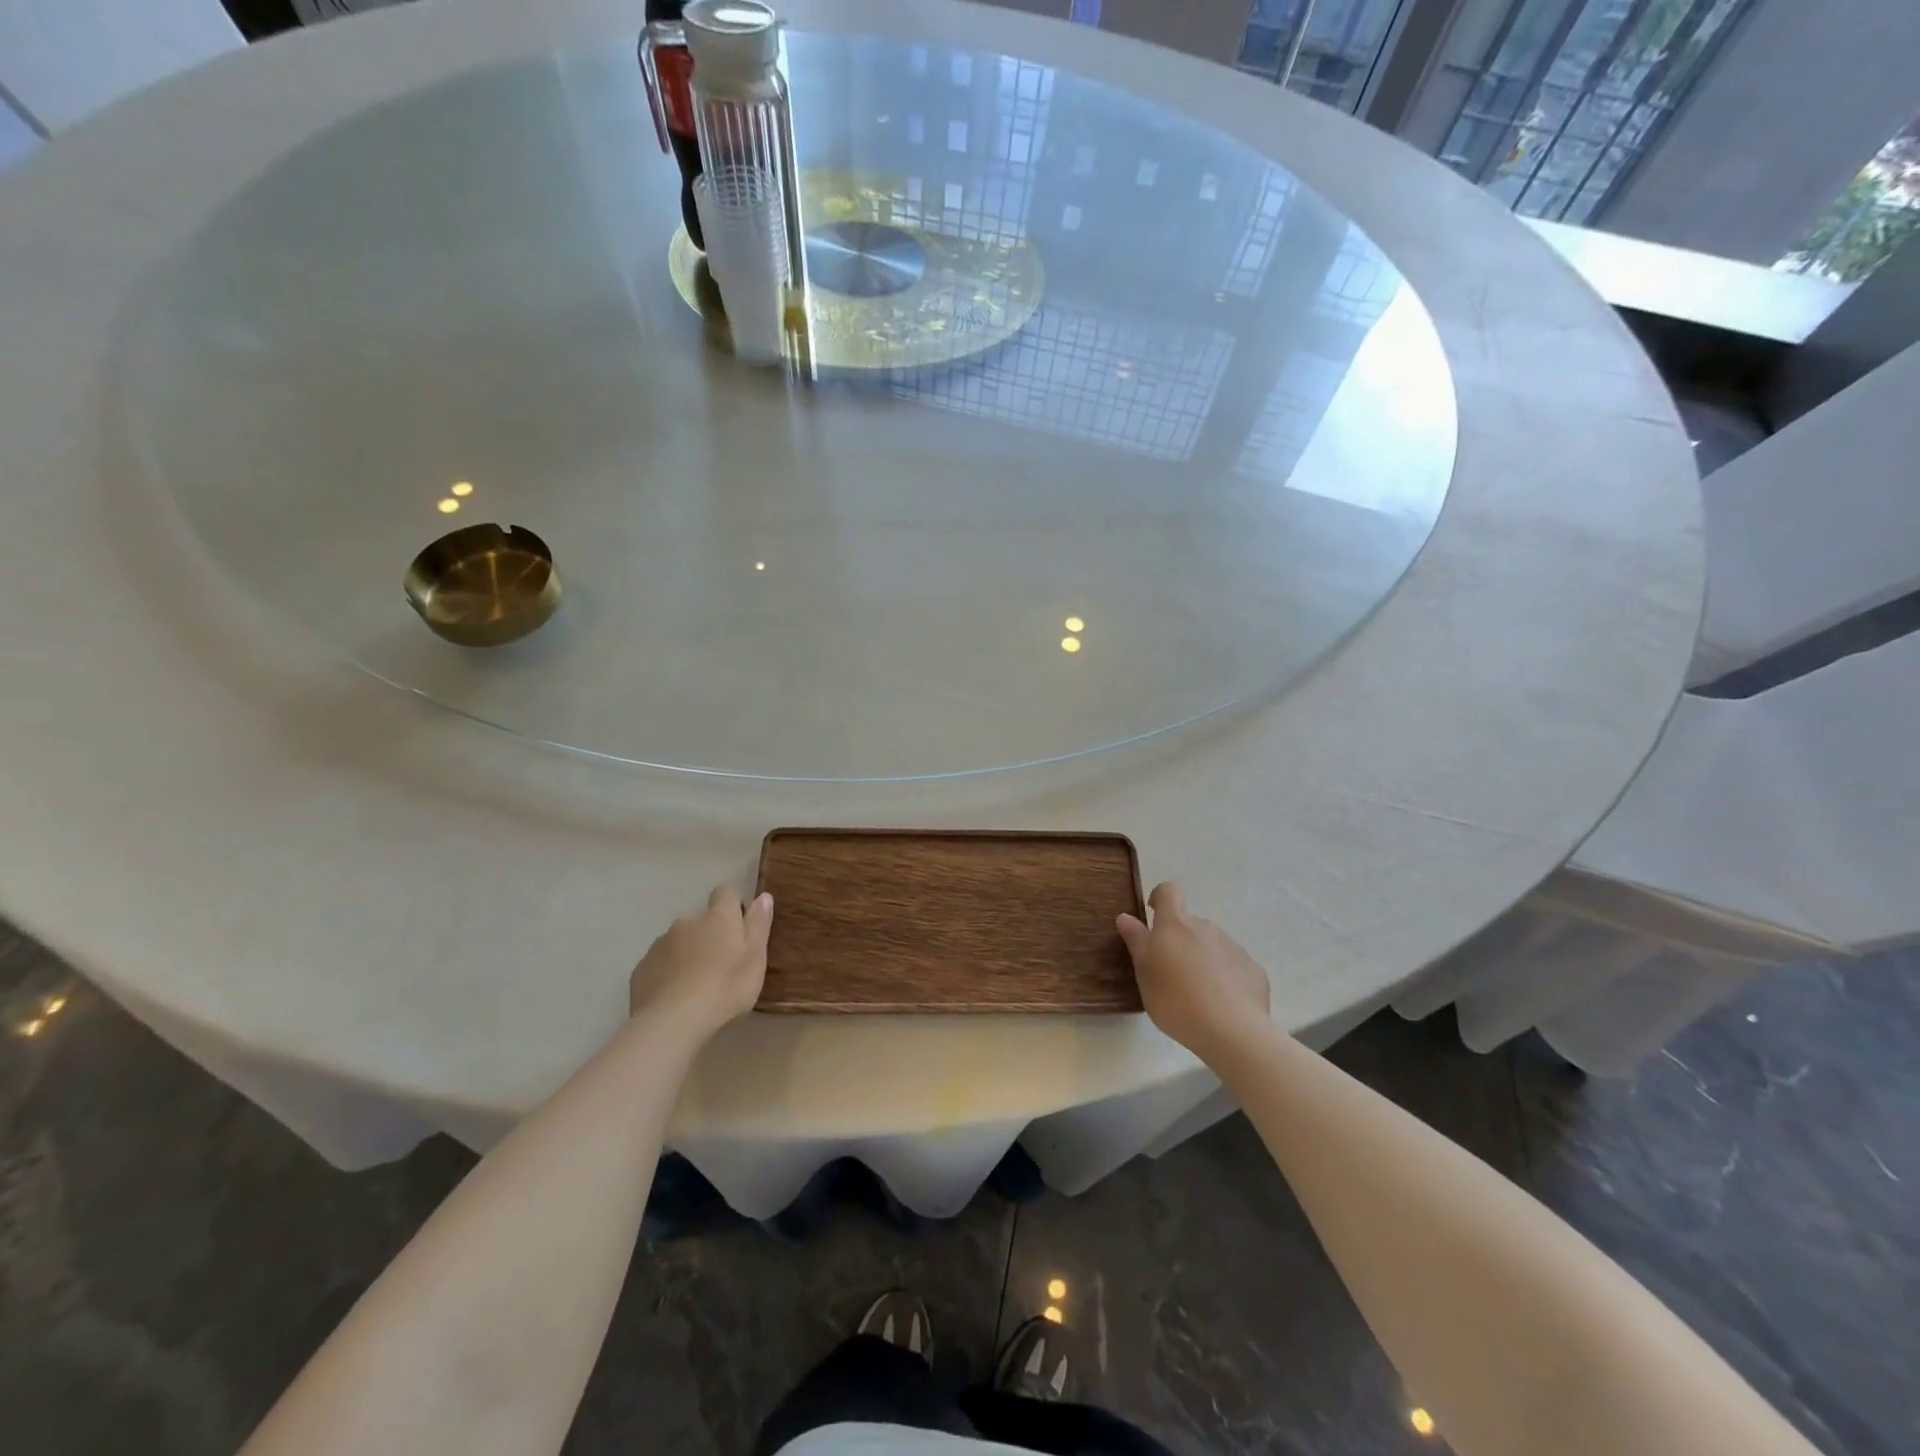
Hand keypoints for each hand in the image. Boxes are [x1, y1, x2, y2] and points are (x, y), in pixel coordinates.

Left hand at [629, 886, 773, 1041]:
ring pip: (679, 942)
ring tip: (696, 985)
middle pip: (701, 921)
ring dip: (688, 954)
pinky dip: (668, 973)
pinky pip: (660, 963)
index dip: (733, 906)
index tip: (740, 928)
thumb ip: (759, 925)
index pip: (726, 893)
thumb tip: (763, 896)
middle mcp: (687, 922)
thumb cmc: (725, 988)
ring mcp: (660, 944)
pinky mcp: (642, 968)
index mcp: (718, 917)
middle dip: (710, 935)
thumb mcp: (755, 958)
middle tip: (721, 966)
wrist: (672, 1022)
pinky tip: (675, 997)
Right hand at [1117, 882, 1270, 1061]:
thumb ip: (1136, 941)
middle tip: (1171, 974)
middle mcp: (1205, 927)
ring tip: (1197, 995)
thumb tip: (1125, 916)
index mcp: (1175, 925)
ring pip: (1211, 945)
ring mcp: (1233, 946)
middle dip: (1180, 941)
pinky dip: (1225, 978)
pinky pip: (1233, 966)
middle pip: (1189, 924)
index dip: (1160, 898)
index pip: (1168, 891)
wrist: (1232, 1031)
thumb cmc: (1176, 1000)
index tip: (1153, 916)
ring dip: (1202, 959)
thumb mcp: (1144, 973)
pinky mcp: (1253, 969)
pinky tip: (1222, 1005)